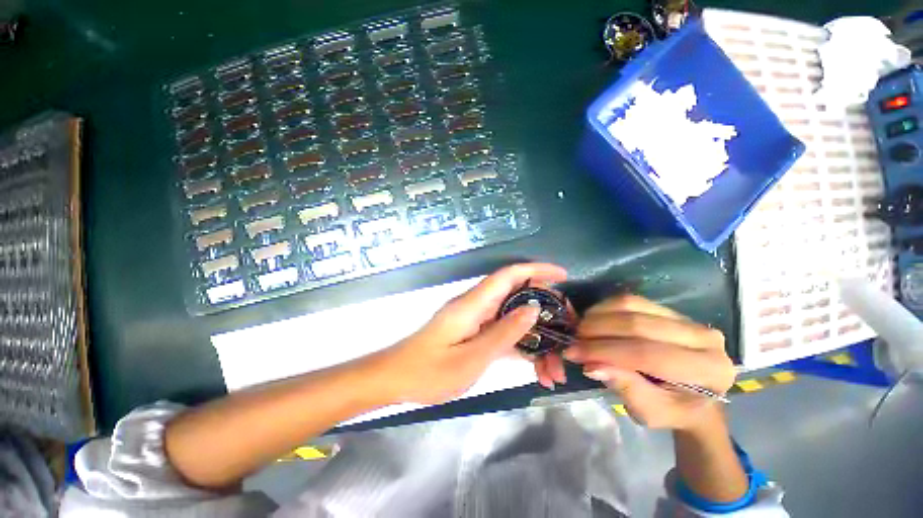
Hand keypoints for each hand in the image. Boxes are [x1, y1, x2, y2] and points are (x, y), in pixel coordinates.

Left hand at [374, 263, 567, 404]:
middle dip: (544, 309)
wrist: (396, 378)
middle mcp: (477, 305)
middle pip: (516, 295)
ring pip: (513, 317)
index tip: (563, 275)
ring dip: (536, 336)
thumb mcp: (472, 357)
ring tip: (554, 366)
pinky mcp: (475, 332)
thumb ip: (504, 332)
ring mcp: (476, 319)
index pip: (509, 275)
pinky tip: (536, 367)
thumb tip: (534, 308)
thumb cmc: (430, 371)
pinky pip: (503, 332)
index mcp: (474, 303)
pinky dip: (521, 346)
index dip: (537, 269)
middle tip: (567, 330)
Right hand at [562, 294, 734, 430]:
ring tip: (582, 329)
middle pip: (639, 324)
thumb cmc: (674, 411)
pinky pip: (632, 300)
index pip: (648, 353)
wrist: (696, 398)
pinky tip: (594, 318)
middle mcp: (704, 338)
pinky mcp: (670, 309)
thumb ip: (626, 389)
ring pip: (633, 305)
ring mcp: (688, 318)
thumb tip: (592, 365)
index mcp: (708, 370)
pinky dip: (606, 307)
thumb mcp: (650, 412)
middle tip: (574, 339)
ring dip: (599, 315)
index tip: (573, 352)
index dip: (605, 351)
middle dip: (598, 330)